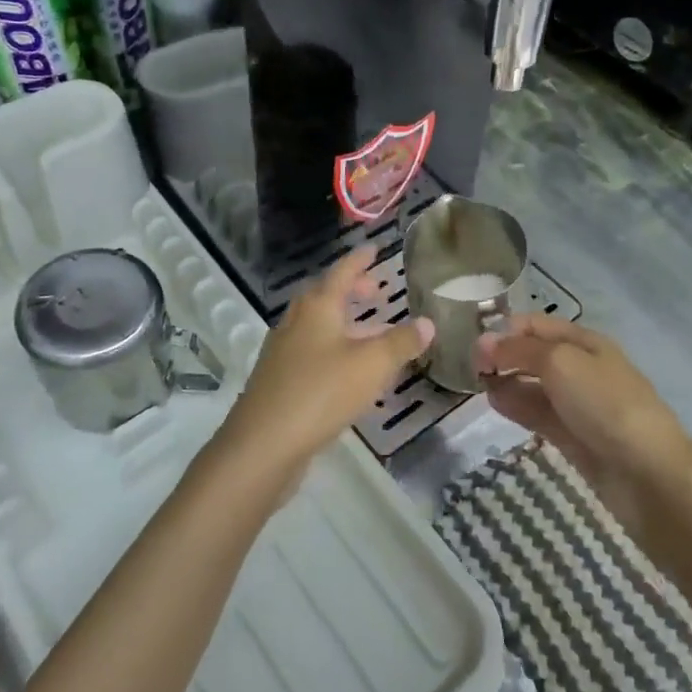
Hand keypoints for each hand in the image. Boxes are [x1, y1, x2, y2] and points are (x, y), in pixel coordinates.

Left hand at [217, 245, 433, 477]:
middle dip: (351, 292)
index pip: (342, 272)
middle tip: (375, 293)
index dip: (360, 260)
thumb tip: (427, 323)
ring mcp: (284, 352)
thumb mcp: (371, 365)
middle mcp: (296, 322)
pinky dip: (336, 352)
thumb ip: (401, 342)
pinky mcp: (280, 380)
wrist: (264, 443)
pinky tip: (352, 375)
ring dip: (345, 325)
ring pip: (318, 327)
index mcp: (317, 307)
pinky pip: (313, 354)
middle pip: (325, 297)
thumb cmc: (321, 392)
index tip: (374, 248)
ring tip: (373, 335)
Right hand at [474, 315, 691, 536]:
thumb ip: (519, 350)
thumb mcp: (560, 363)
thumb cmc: (605, 404)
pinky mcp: (574, 437)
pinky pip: (539, 414)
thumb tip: (484, 343)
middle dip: (505, 355)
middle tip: (470, 366)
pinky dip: (517, 407)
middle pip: (536, 355)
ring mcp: (579, 405)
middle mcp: (582, 368)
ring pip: (535, 386)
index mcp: (586, 343)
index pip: (538, 325)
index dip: (506, 328)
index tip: (473, 340)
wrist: (648, 473)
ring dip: (507, 381)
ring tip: (477, 385)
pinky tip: (495, 404)